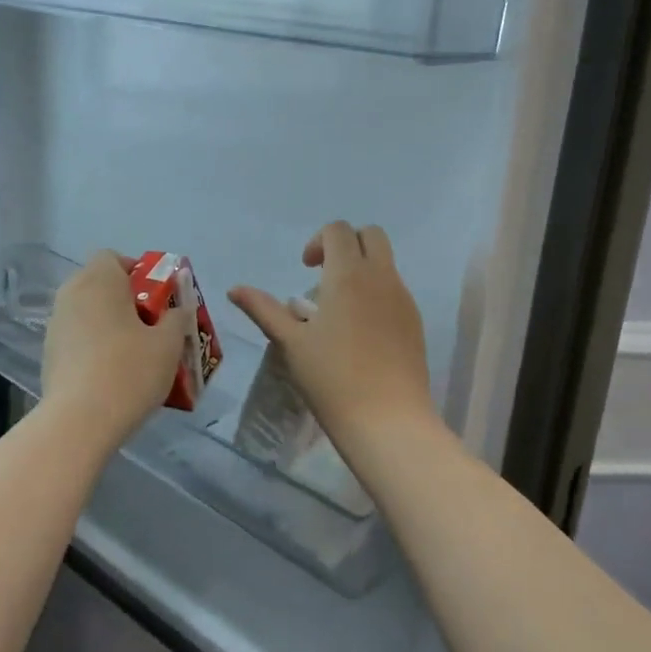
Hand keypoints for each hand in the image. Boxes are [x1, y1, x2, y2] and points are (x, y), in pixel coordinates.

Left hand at [42, 251, 184, 440]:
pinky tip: (113, 374)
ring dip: (109, 324)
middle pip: (100, 284)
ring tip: (134, 353)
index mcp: (99, 280)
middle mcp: (72, 294)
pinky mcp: (49, 354)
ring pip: (88, 312)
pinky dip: (94, 346)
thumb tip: (178, 310)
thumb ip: (177, 318)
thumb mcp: (169, 343)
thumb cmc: (129, 371)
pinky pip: (78, 338)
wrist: (79, 422)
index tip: (156, 299)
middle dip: (125, 300)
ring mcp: (56, 325)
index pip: (113, 257)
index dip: (137, 272)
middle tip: (151, 326)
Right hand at [229, 222, 438, 455]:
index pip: (339, 230)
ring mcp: (404, 299)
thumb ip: (263, 309)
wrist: (388, 420)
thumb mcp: (291, 343)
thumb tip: (235, 289)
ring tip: (339, 311)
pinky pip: (396, 290)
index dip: (318, 241)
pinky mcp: (415, 323)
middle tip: (324, 276)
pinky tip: (360, 333)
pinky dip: (376, 293)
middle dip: (346, 244)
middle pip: (371, 235)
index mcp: (349, 275)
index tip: (306, 270)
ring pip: (386, 263)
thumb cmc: (332, 379)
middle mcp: (381, 278)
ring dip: (362, 270)